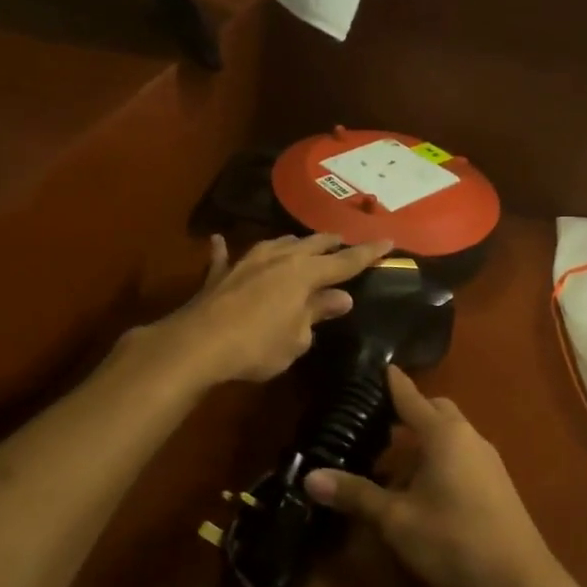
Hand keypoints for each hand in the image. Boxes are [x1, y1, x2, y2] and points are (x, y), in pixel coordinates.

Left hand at [162, 232, 391, 385]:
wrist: (199, 344)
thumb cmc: (257, 346)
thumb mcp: (297, 338)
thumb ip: (317, 313)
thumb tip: (340, 298)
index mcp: (304, 273)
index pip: (345, 261)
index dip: (368, 253)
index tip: (388, 241)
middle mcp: (278, 258)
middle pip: (312, 244)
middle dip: (331, 243)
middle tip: (344, 243)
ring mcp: (246, 261)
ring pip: (276, 243)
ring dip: (292, 244)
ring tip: (302, 245)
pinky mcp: (219, 274)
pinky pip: (225, 256)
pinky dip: (225, 250)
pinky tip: (220, 241)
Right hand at [304, 367, 570, 586]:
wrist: (520, 581)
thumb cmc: (453, 540)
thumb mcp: (396, 519)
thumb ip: (356, 494)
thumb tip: (310, 478)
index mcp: (444, 435)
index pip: (411, 397)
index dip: (392, 382)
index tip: (377, 367)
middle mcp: (469, 437)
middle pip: (436, 411)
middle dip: (409, 411)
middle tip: (376, 422)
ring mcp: (487, 460)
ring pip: (450, 435)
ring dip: (423, 441)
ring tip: (391, 463)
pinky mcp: (496, 483)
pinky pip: (461, 455)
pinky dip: (438, 459)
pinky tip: (421, 490)